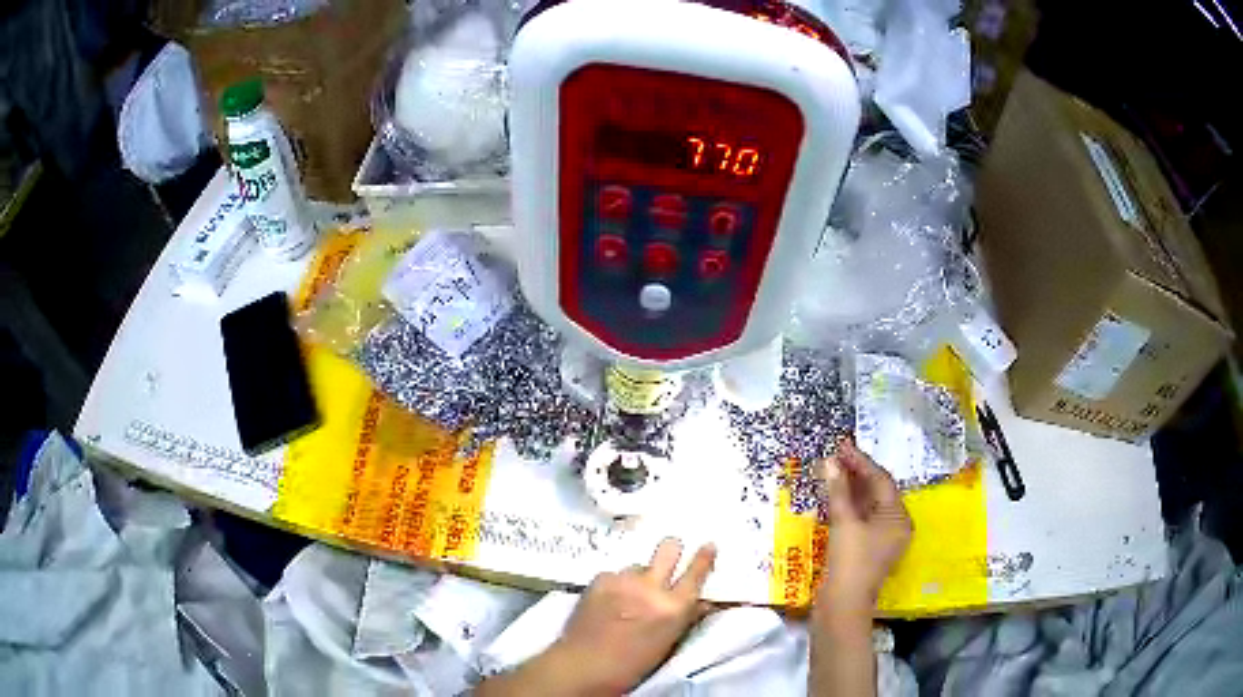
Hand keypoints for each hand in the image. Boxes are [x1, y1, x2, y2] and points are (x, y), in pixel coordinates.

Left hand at [549, 539, 716, 694]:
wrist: (584, 665)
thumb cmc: (633, 664)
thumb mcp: (669, 643)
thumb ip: (687, 617)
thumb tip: (703, 601)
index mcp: (674, 607)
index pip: (696, 573)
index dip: (704, 557)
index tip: (708, 545)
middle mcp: (651, 587)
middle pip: (668, 549)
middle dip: (672, 548)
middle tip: (671, 552)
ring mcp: (623, 580)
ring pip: (638, 566)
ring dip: (638, 577)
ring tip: (627, 595)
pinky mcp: (599, 579)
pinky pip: (614, 574)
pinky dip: (615, 584)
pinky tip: (607, 601)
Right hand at [819, 440, 911, 614]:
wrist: (842, 606)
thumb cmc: (850, 562)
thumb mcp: (845, 523)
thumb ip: (838, 491)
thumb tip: (830, 461)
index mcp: (898, 517)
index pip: (881, 480)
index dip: (860, 462)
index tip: (841, 446)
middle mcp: (894, 526)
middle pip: (876, 492)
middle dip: (855, 474)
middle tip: (834, 456)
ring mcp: (880, 540)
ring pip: (866, 506)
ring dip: (849, 490)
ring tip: (830, 472)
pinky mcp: (865, 551)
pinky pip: (859, 520)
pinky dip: (846, 507)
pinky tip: (831, 498)